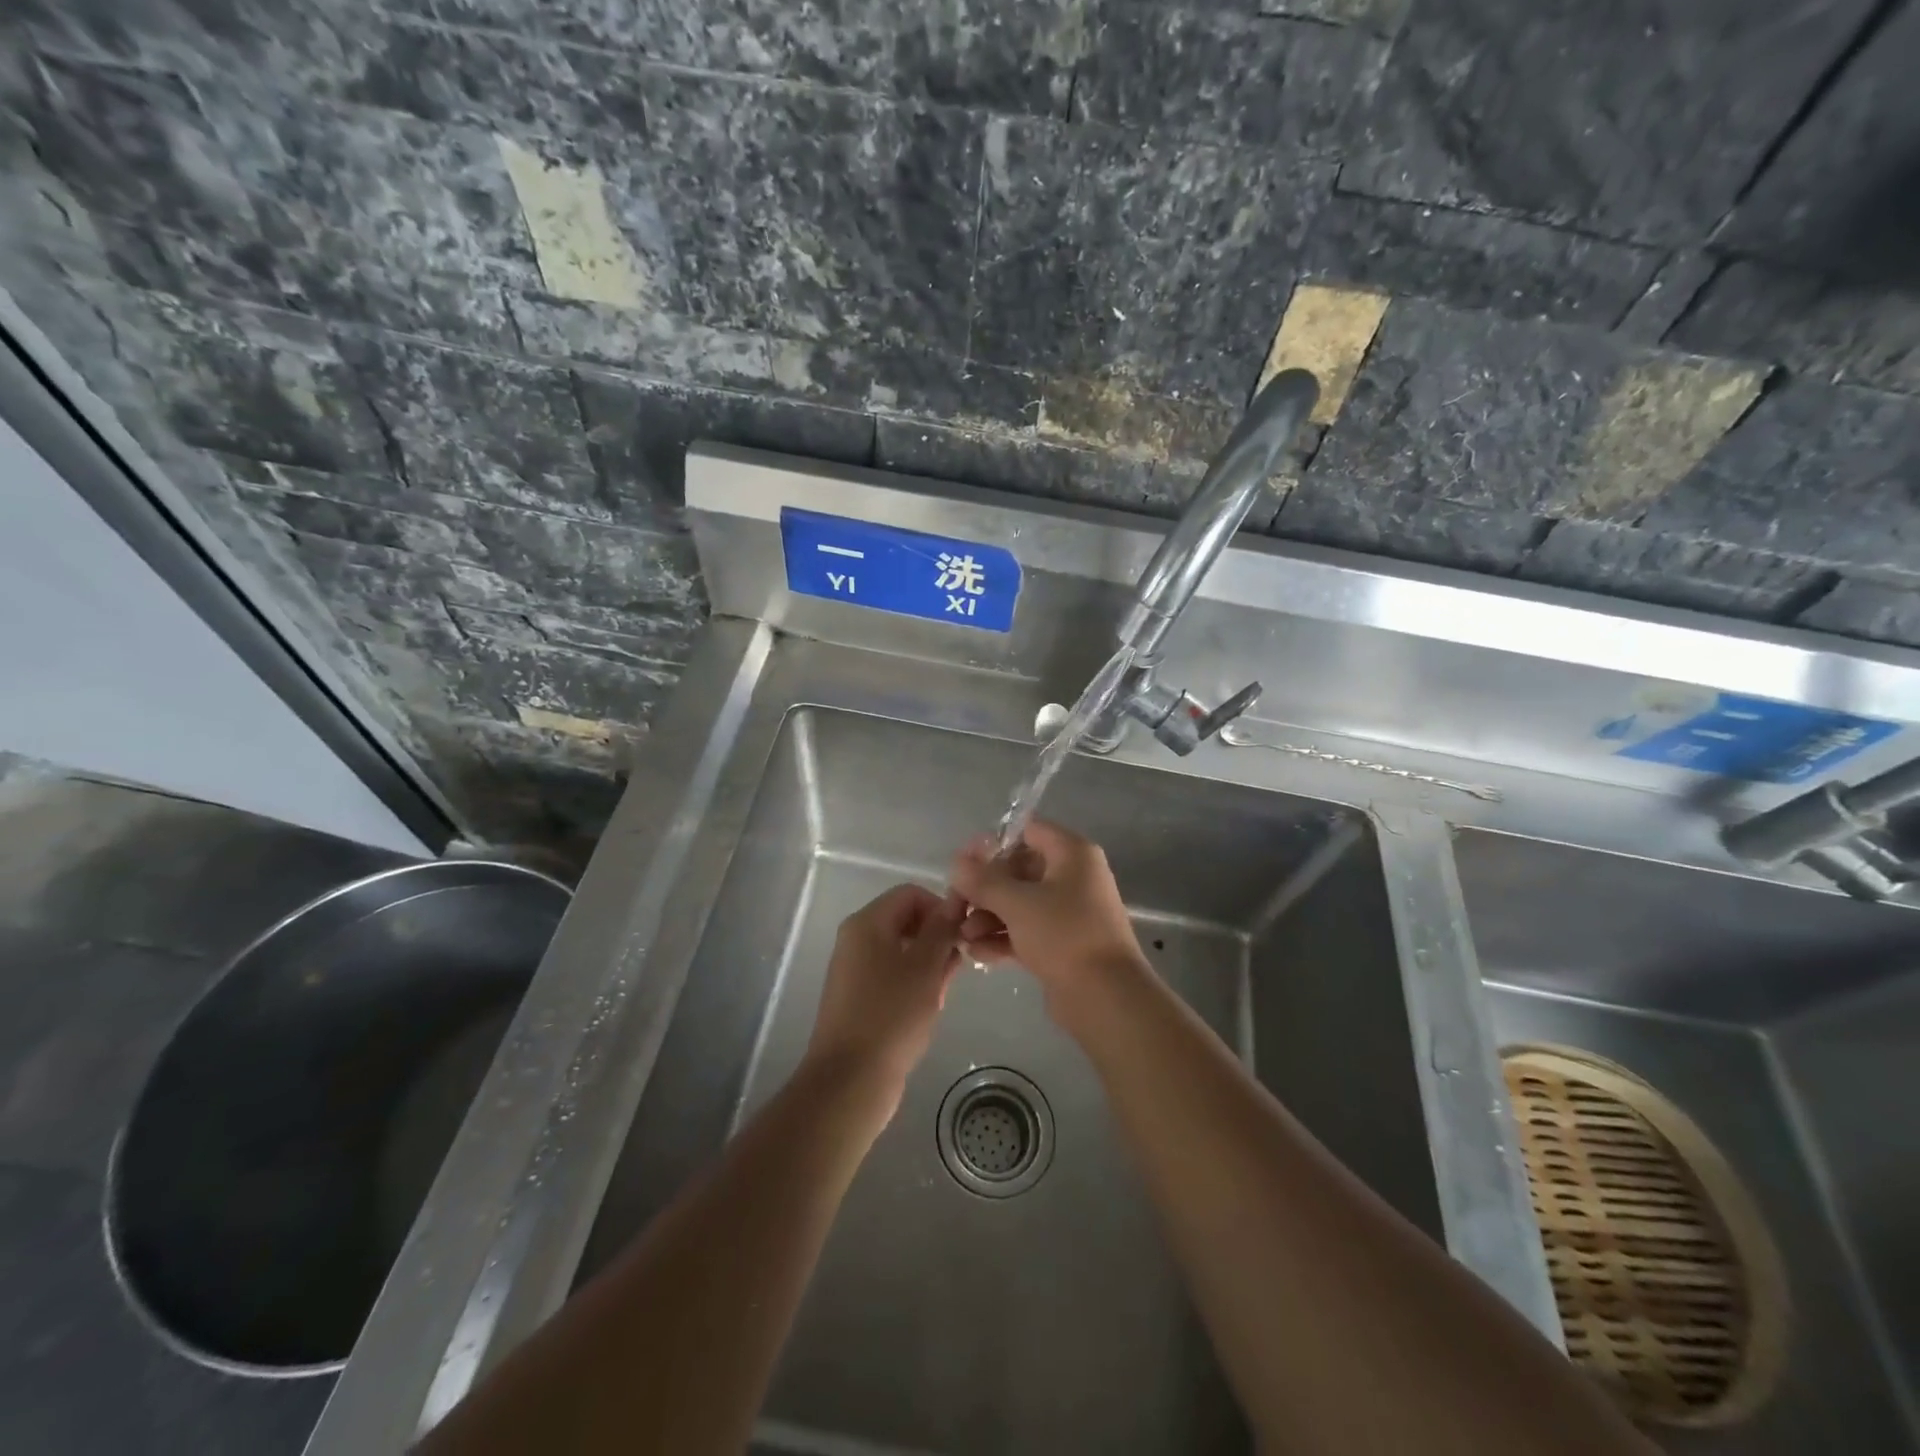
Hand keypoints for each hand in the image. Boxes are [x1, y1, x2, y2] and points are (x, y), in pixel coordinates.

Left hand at [805, 884, 961, 1107]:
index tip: (963, 933)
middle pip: (905, 920)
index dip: (941, 907)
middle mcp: (856, 940)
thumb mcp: (925, 967)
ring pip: (902, 951)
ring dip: (929, 963)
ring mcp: (855, 971)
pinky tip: (930, 1005)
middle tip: (960, 964)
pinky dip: (914, 983)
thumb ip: (941, 930)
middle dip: (937, 937)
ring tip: (946, 989)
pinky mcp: (858, 999)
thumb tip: (953, 904)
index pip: (910, 894)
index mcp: (867, 924)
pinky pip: (892, 976)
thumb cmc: (891, 1015)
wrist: (850, 1080)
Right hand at [949, 820, 1145, 994]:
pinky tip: (976, 953)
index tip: (965, 863)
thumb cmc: (1064, 935)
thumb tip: (957, 863)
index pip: (1029, 831)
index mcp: (1072, 853)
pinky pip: (1027, 931)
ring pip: (1020, 904)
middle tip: (956, 906)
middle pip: (1019, 870)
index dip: (995, 844)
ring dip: (989, 916)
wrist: (1106, 997)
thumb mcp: (1017, 903)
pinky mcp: (1063, 944)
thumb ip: (983, 880)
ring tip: (963, 937)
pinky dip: (1003, 938)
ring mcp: (1069, 912)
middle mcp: (1073, 877)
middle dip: (985, 889)